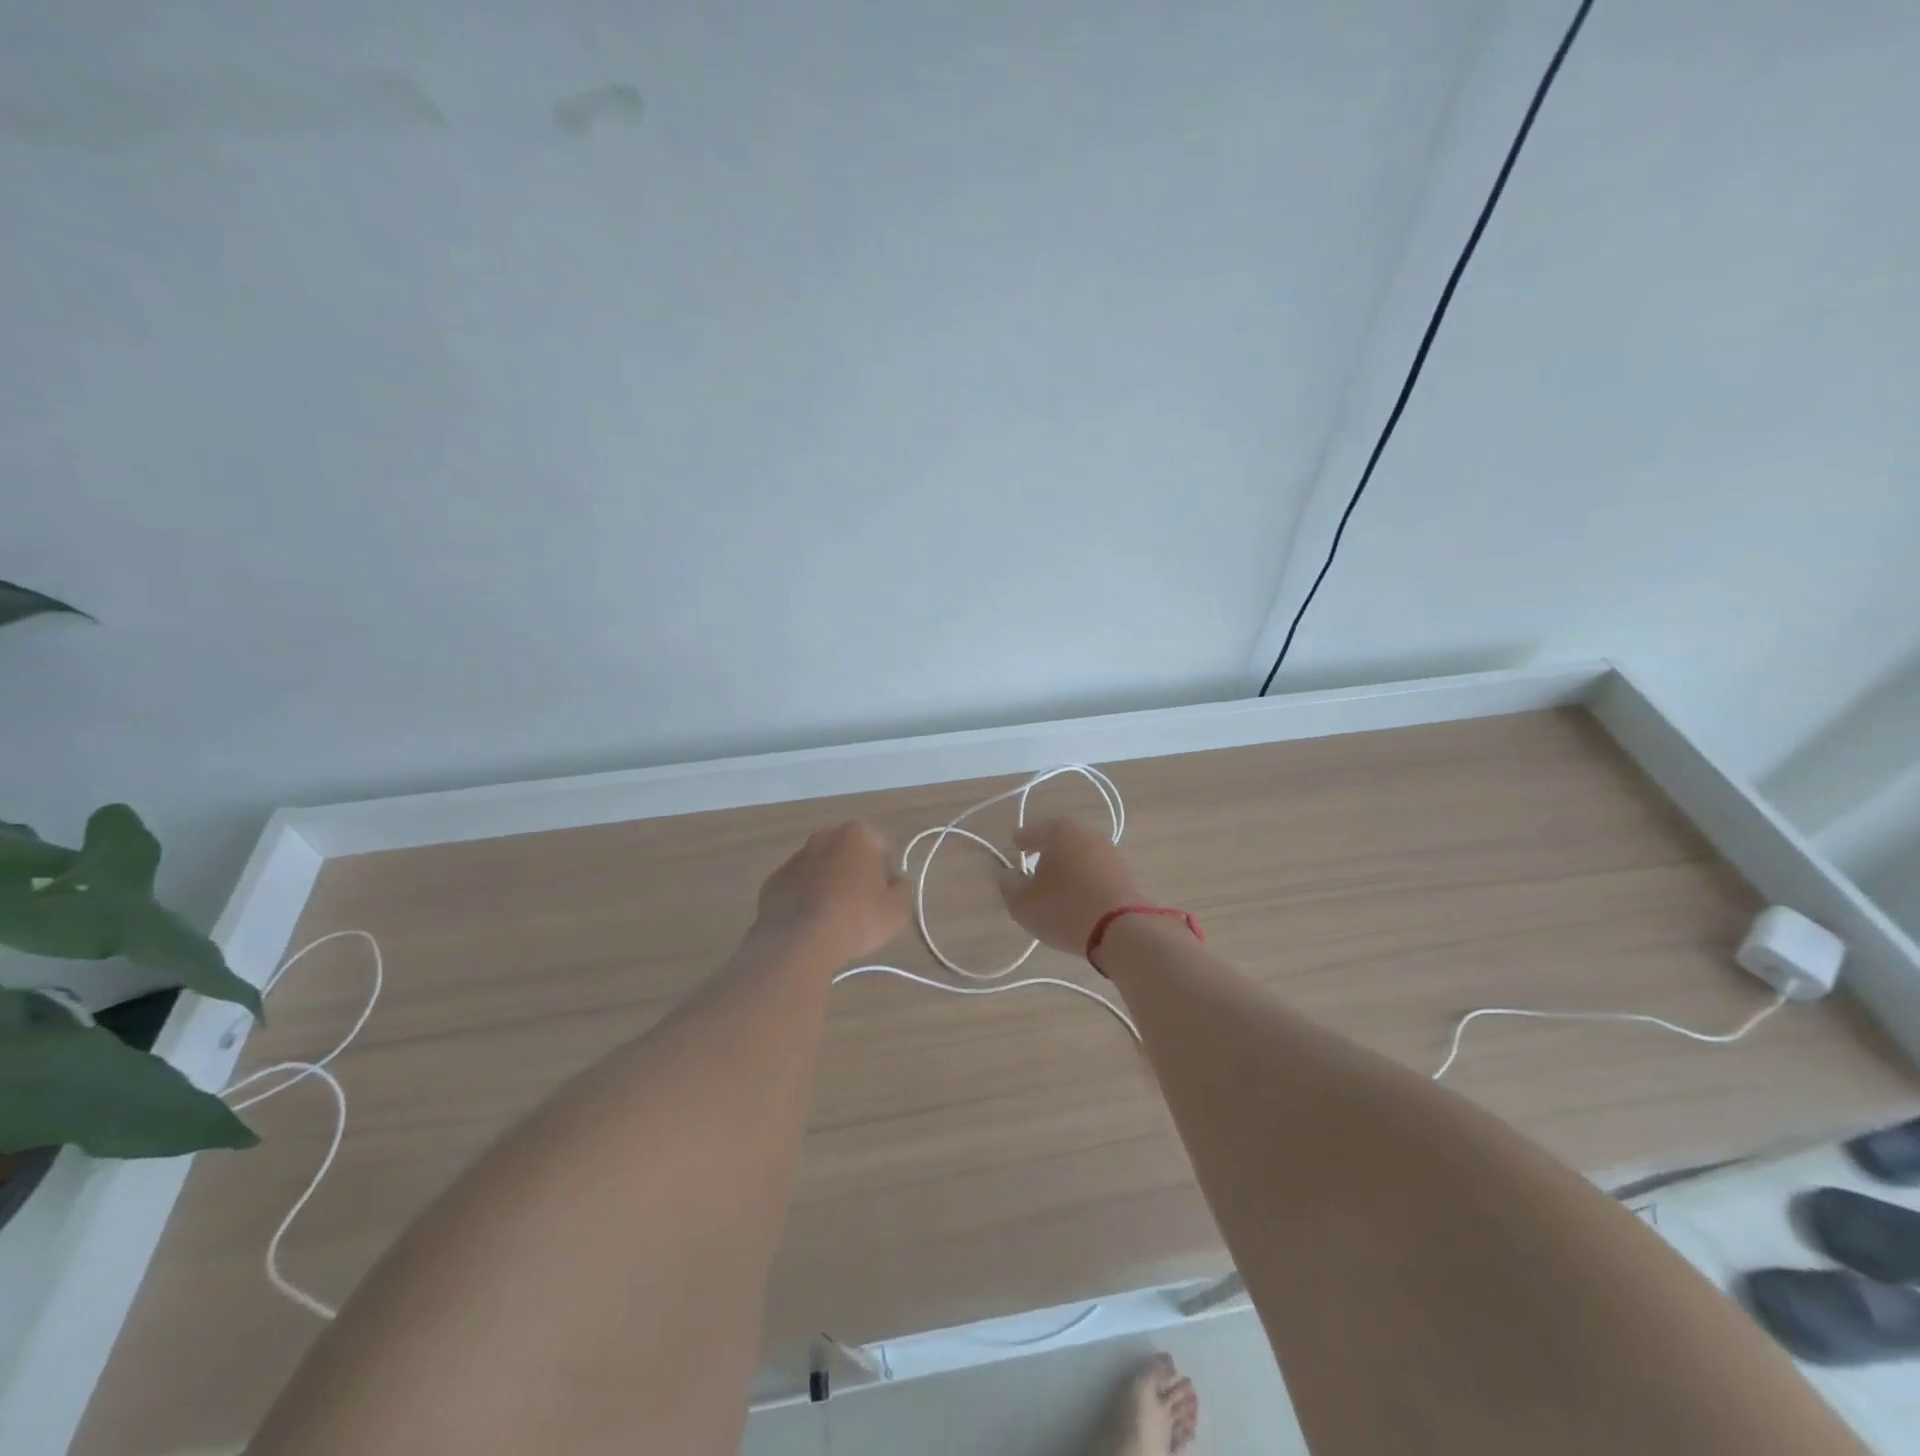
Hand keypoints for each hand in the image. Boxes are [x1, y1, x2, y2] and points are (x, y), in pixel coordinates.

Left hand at [754, 822, 909, 964]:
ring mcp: (794, 858)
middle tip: (861, 903)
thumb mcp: (897, 909)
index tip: (884, 892)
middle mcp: (823, 838)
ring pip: (819, 867)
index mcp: (856, 835)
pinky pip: (797, 886)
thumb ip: (902, 888)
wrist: (799, 942)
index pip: (880, 843)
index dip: (885, 868)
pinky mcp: (773, 881)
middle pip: (847, 851)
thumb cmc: (856, 918)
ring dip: (827, 883)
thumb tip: (896, 880)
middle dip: (854, 870)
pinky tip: (810, 923)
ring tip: (833, 917)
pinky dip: (804, 898)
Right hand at [997, 818, 1143, 955]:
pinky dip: (1083, 878)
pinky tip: (1077, 895)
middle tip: (1032, 865)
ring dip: (1066, 866)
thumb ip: (1009, 885)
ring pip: (1079, 855)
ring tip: (1055, 885)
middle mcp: (1087, 834)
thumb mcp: (1023, 903)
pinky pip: (1095, 871)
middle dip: (1045, 851)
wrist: (1121, 930)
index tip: (1014, 848)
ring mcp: (1109, 853)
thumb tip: (1008, 875)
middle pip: (1059, 839)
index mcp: (1060, 831)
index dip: (1021, 841)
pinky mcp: (1124, 874)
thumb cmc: (1064, 909)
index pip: (1033, 831)